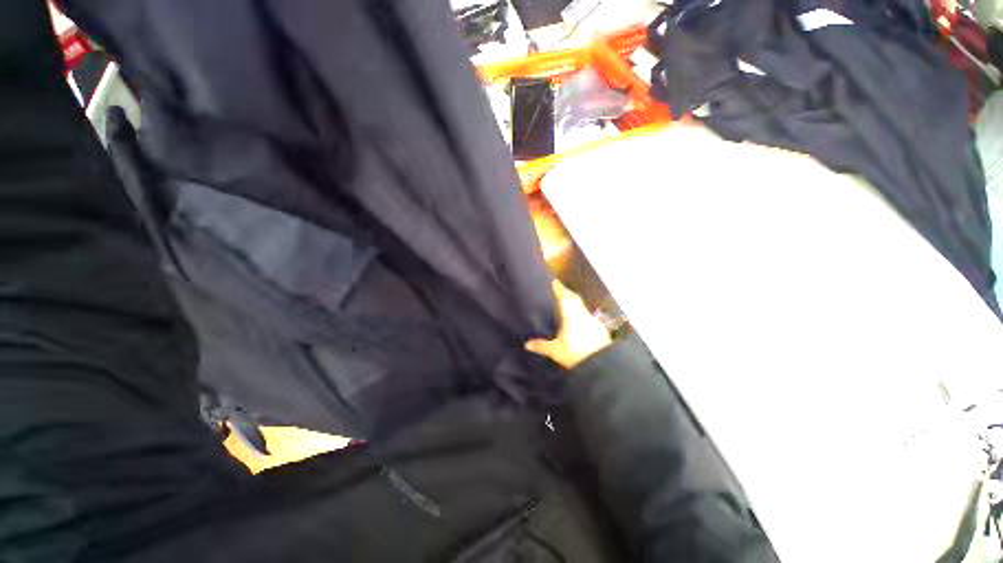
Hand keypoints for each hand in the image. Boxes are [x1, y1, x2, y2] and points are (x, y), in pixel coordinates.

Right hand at [525, 281, 611, 368]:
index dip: (558, 287)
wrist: (602, 364)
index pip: (563, 295)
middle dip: (565, 292)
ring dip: (574, 303)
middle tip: (556, 291)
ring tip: (564, 305)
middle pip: (573, 297)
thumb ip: (541, 346)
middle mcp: (582, 313)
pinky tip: (576, 321)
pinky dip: (580, 314)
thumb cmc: (575, 353)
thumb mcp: (555, 351)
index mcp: (570, 313)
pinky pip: (587, 315)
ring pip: (581, 306)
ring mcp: (592, 319)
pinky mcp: (599, 328)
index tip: (552, 281)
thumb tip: (526, 344)